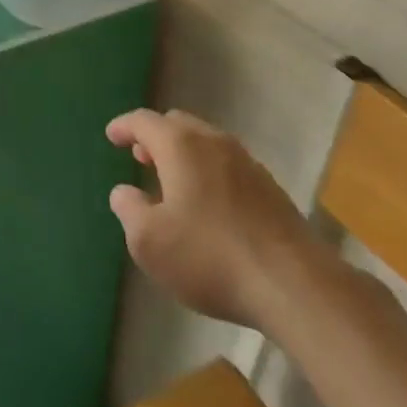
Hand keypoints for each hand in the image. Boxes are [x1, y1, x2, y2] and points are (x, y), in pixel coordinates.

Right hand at [107, 109, 326, 330]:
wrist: (294, 285)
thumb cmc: (210, 257)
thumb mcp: (149, 242)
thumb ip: (129, 210)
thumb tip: (124, 192)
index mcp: (180, 145)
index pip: (144, 121)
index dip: (124, 126)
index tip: (111, 135)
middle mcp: (213, 142)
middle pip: (178, 124)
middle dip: (156, 137)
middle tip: (141, 157)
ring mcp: (247, 163)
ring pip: (206, 143)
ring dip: (185, 155)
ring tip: (173, 182)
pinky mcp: (271, 189)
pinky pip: (228, 166)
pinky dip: (209, 172)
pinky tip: (209, 205)